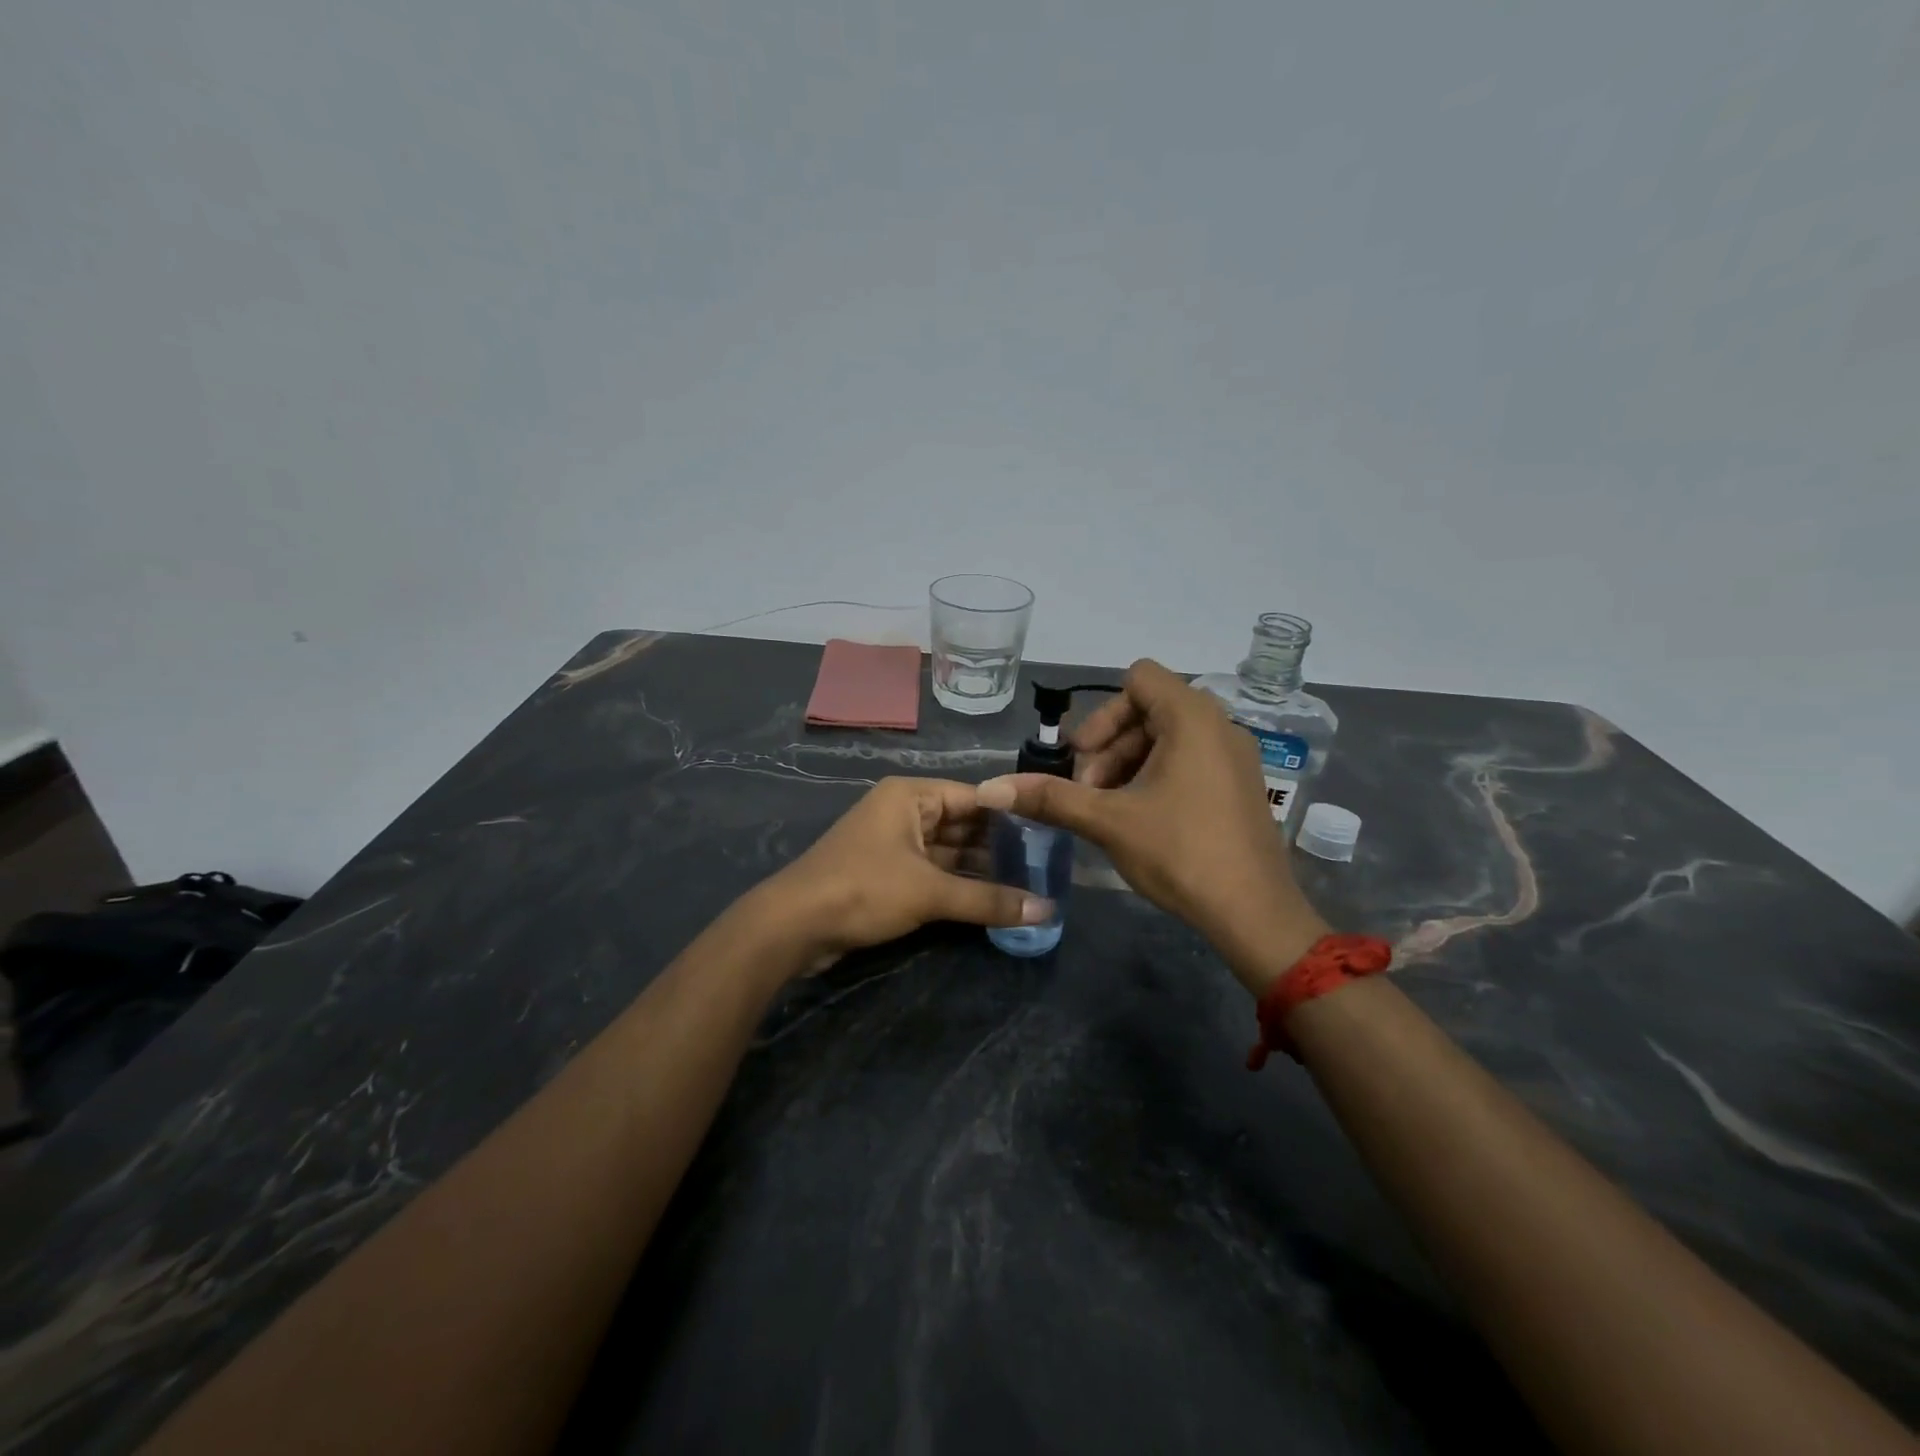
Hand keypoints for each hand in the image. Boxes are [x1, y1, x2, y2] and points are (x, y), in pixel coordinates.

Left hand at [755, 777, 1050, 973]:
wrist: (793, 925)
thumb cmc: (863, 889)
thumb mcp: (930, 892)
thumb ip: (988, 899)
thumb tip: (1047, 910)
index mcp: (911, 796)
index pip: (975, 797)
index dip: (1012, 816)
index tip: (1049, 835)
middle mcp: (903, 811)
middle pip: (962, 824)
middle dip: (998, 846)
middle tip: (1044, 866)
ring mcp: (893, 842)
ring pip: (948, 851)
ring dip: (979, 869)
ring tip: (1027, 885)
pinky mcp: (886, 873)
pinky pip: (932, 872)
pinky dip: (957, 884)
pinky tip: (990, 900)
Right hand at [976, 659, 1326, 990]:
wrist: (1253, 913)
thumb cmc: (1180, 853)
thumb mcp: (1108, 821)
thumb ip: (1050, 797)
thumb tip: (991, 788)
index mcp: (1193, 718)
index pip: (1138, 679)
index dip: (1102, 714)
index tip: (1083, 759)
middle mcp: (1220, 725)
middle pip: (1150, 709)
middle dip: (1110, 746)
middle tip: (1089, 793)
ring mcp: (1236, 756)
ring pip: (1168, 737)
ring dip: (1129, 764)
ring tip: (1110, 810)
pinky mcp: (1241, 785)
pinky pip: (1190, 760)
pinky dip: (1158, 776)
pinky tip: (1141, 820)